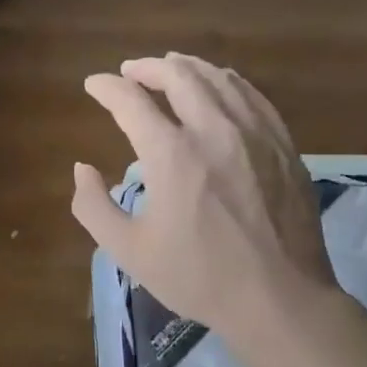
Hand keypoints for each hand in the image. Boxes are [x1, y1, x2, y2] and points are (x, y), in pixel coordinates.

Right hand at [70, 53, 338, 348]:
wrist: (280, 299)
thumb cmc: (198, 276)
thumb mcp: (129, 250)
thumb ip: (93, 206)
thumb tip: (83, 168)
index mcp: (171, 154)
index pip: (130, 101)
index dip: (106, 87)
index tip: (93, 85)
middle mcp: (214, 130)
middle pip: (178, 76)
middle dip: (147, 68)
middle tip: (130, 70)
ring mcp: (255, 133)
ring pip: (219, 79)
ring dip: (188, 67)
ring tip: (171, 67)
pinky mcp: (283, 144)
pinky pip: (253, 96)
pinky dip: (228, 81)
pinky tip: (221, 85)